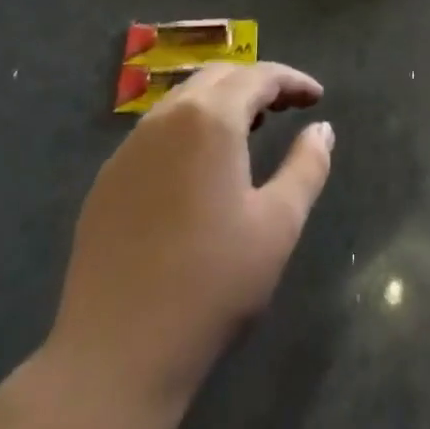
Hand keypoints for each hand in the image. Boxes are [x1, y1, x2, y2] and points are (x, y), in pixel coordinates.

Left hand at [48, 63, 333, 405]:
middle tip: (288, 107)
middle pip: (217, 77)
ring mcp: (128, 148)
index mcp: (209, 119)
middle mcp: (164, 119)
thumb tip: (322, 129)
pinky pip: (156, 132)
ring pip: (182, 101)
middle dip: (256, 83)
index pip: (257, 76)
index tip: (317, 98)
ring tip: (251, 131)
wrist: (116, 353)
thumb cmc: (212, 284)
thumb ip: (307, 167)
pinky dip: (189, 129)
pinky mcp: (107, 180)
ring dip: (221, 103)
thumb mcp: (278, 225)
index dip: (292, 81)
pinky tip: (201, 168)